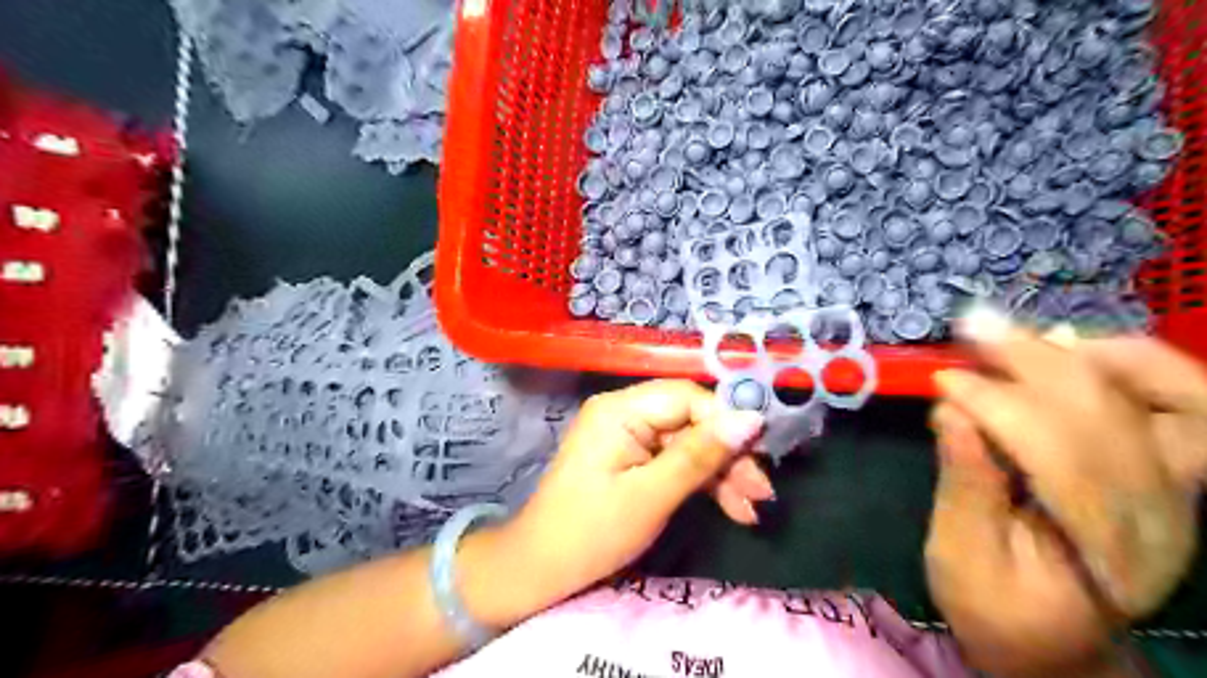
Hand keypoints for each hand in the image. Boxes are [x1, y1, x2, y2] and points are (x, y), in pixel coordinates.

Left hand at [498, 381, 761, 608]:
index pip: (687, 397)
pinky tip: (732, 508)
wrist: (540, 571)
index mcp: (620, 409)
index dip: (727, 421)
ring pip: (688, 443)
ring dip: (721, 474)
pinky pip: (675, 461)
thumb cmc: (591, 532)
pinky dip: (702, 483)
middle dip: (728, 455)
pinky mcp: (631, 459)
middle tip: (761, 492)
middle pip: (691, 420)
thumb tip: (751, 419)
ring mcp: (628, 436)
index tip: (762, 452)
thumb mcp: (651, 496)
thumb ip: (700, 455)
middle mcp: (624, 412)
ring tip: (752, 509)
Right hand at [926, 323, 1195, 677]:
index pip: (1062, 457)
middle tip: (972, 330)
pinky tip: (1069, 344)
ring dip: (1085, 355)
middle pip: (1110, 417)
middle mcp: (1160, 518)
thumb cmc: (995, 606)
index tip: (941, 382)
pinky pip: (1178, 401)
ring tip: (1016, 331)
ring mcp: (1177, 492)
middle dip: (1033, 363)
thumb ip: (963, 487)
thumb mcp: (960, 558)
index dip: (998, 406)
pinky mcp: (1169, 473)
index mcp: (1101, 553)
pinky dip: (1130, 362)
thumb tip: (953, 413)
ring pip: (1164, 399)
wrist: (1051, 639)